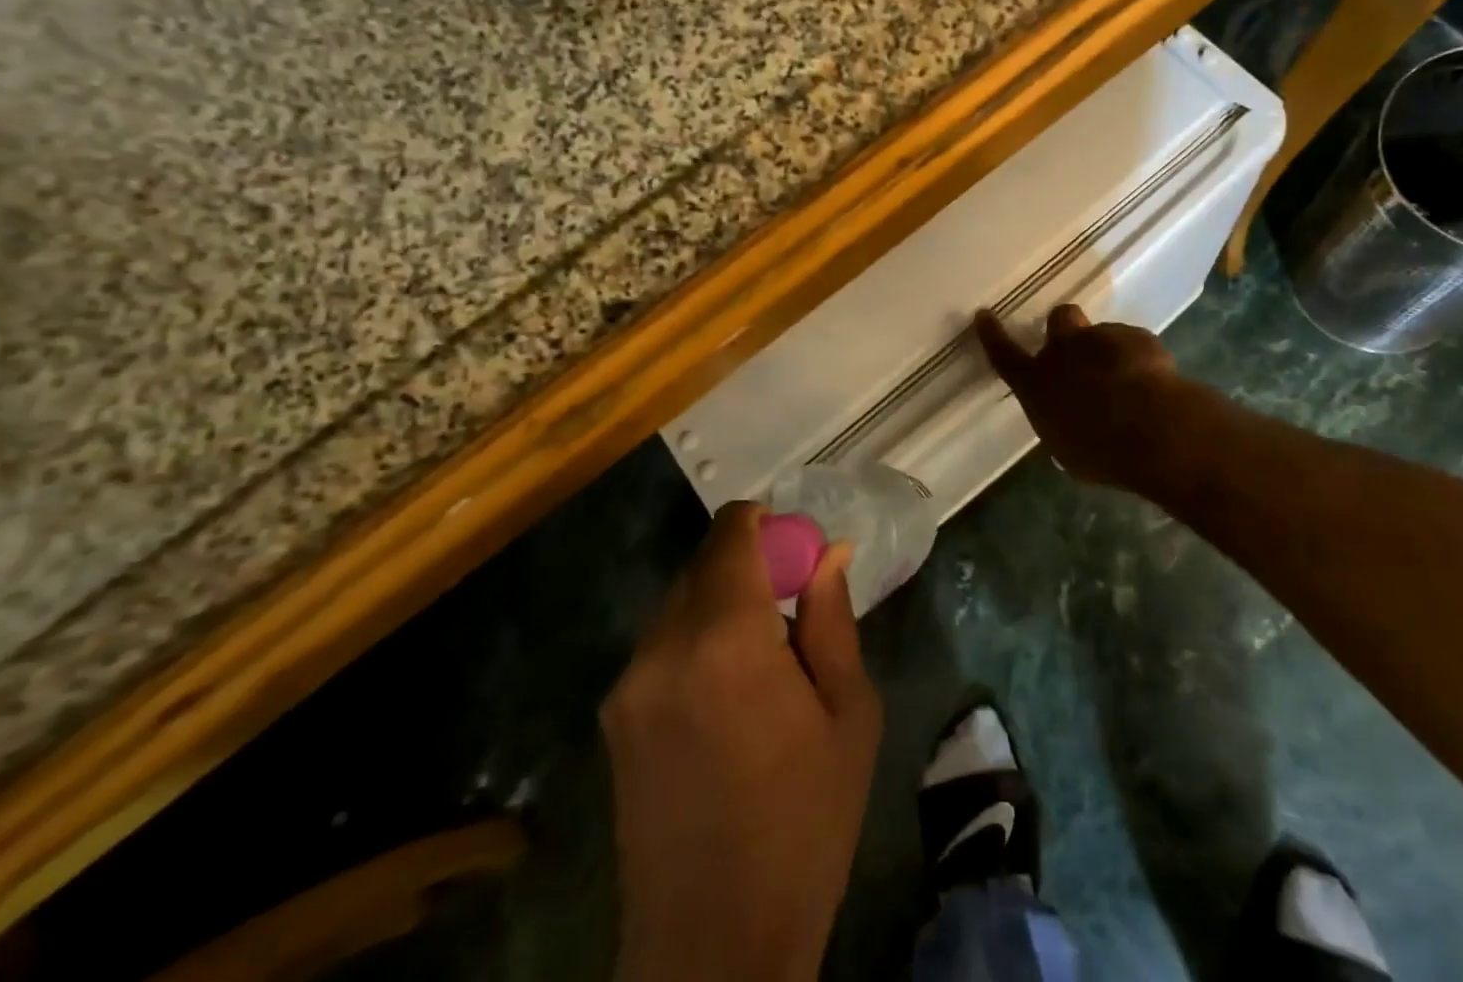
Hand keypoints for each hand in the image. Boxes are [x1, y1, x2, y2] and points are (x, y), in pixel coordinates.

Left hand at [602, 501, 881, 981]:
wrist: (714, 947)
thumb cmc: (804, 824)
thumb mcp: (847, 715)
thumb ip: (832, 619)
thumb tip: (830, 551)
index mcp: (725, 640)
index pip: (732, 533)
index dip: (766, 524)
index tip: (798, 549)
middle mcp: (663, 647)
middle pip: (704, 562)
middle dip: (749, 562)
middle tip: (792, 603)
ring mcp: (629, 684)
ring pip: (681, 600)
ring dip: (723, 601)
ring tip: (763, 657)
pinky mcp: (614, 716)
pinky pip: (662, 643)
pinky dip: (697, 637)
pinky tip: (726, 694)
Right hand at [975, 304, 1186, 494]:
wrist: (1152, 429)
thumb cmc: (1100, 451)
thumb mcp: (1067, 448)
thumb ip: (1062, 423)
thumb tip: (1068, 420)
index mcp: (1037, 383)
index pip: (1004, 355)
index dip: (992, 335)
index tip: (983, 315)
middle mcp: (1064, 352)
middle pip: (1059, 319)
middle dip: (1066, 328)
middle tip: (1080, 350)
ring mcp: (1102, 338)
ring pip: (1102, 334)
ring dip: (1110, 353)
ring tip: (1132, 386)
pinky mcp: (1137, 337)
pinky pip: (1135, 344)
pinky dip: (1141, 360)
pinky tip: (1155, 386)